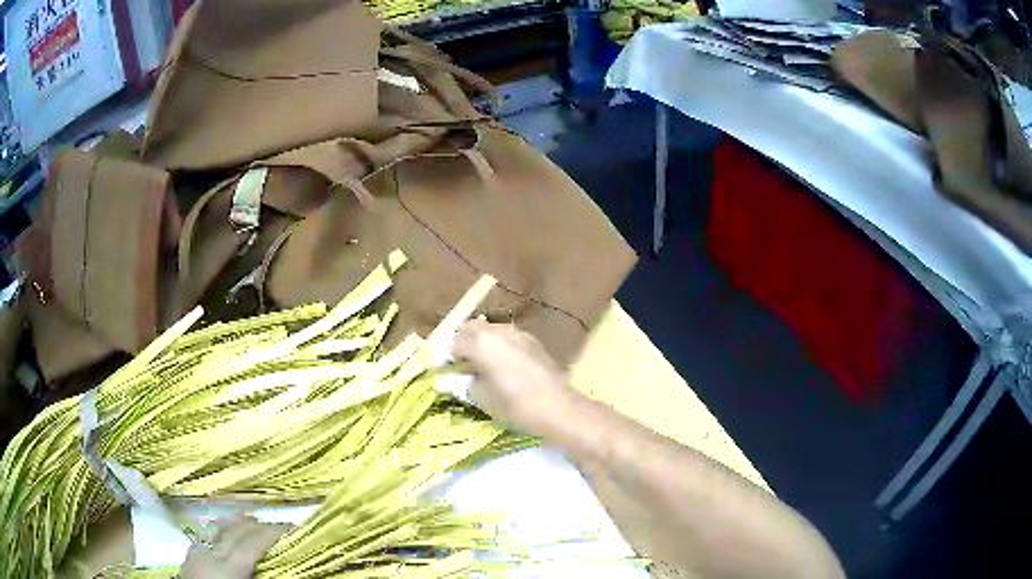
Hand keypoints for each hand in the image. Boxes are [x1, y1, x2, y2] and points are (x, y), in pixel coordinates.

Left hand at [181, 515, 289, 578]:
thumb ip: (261, 578)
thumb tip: (283, 568)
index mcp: (230, 568)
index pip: (253, 543)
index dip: (273, 532)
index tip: (292, 528)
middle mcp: (213, 554)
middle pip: (236, 532)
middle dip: (259, 525)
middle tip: (280, 525)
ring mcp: (198, 552)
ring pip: (217, 528)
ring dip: (236, 521)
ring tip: (251, 517)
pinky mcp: (189, 555)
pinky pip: (204, 534)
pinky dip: (216, 527)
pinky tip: (221, 526)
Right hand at [451, 320, 581, 435]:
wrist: (558, 407)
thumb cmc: (514, 405)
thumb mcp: (482, 397)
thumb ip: (462, 383)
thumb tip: (447, 380)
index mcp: (480, 343)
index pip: (453, 343)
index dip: (444, 358)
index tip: (442, 370)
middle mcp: (497, 331)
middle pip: (470, 328)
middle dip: (461, 342)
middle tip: (459, 364)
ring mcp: (517, 333)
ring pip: (490, 329)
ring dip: (480, 341)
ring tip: (479, 363)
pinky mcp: (532, 341)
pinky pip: (507, 336)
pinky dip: (497, 344)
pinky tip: (500, 364)